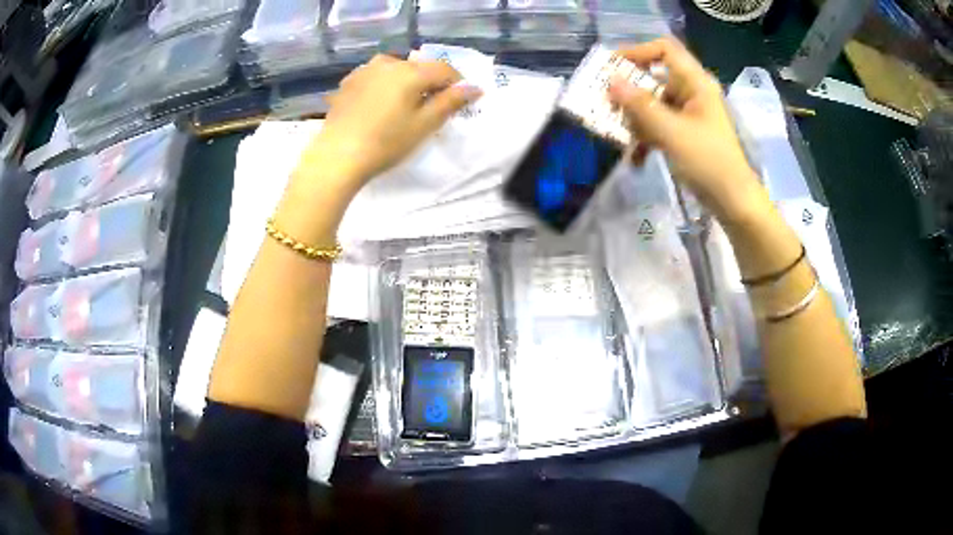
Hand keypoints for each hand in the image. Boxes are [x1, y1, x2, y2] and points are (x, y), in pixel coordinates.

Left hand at [307, 54, 482, 188]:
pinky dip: (384, 86)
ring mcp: (365, 70)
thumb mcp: (424, 125)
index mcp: (411, 72)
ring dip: (406, 83)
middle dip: (429, 83)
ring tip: (402, 107)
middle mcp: (388, 63)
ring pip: (396, 70)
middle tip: (429, 108)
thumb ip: (451, 102)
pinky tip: (379, 106)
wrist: (337, 157)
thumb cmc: (386, 143)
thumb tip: (475, 87)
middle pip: (419, 68)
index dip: (456, 83)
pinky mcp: (348, 82)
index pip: (445, 69)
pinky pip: (375, 77)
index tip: (458, 102)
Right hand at [607, 38, 760, 220]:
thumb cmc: (708, 162)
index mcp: (695, 83)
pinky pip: (659, 125)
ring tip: (619, 138)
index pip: (664, 49)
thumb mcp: (672, 132)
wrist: (733, 202)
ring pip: (653, 104)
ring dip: (635, 120)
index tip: (611, 67)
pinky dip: (646, 138)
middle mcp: (692, 92)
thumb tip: (611, 81)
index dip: (637, 52)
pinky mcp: (685, 134)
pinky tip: (636, 159)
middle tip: (606, 105)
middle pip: (654, 78)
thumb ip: (640, 105)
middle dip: (629, 93)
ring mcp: (689, 114)